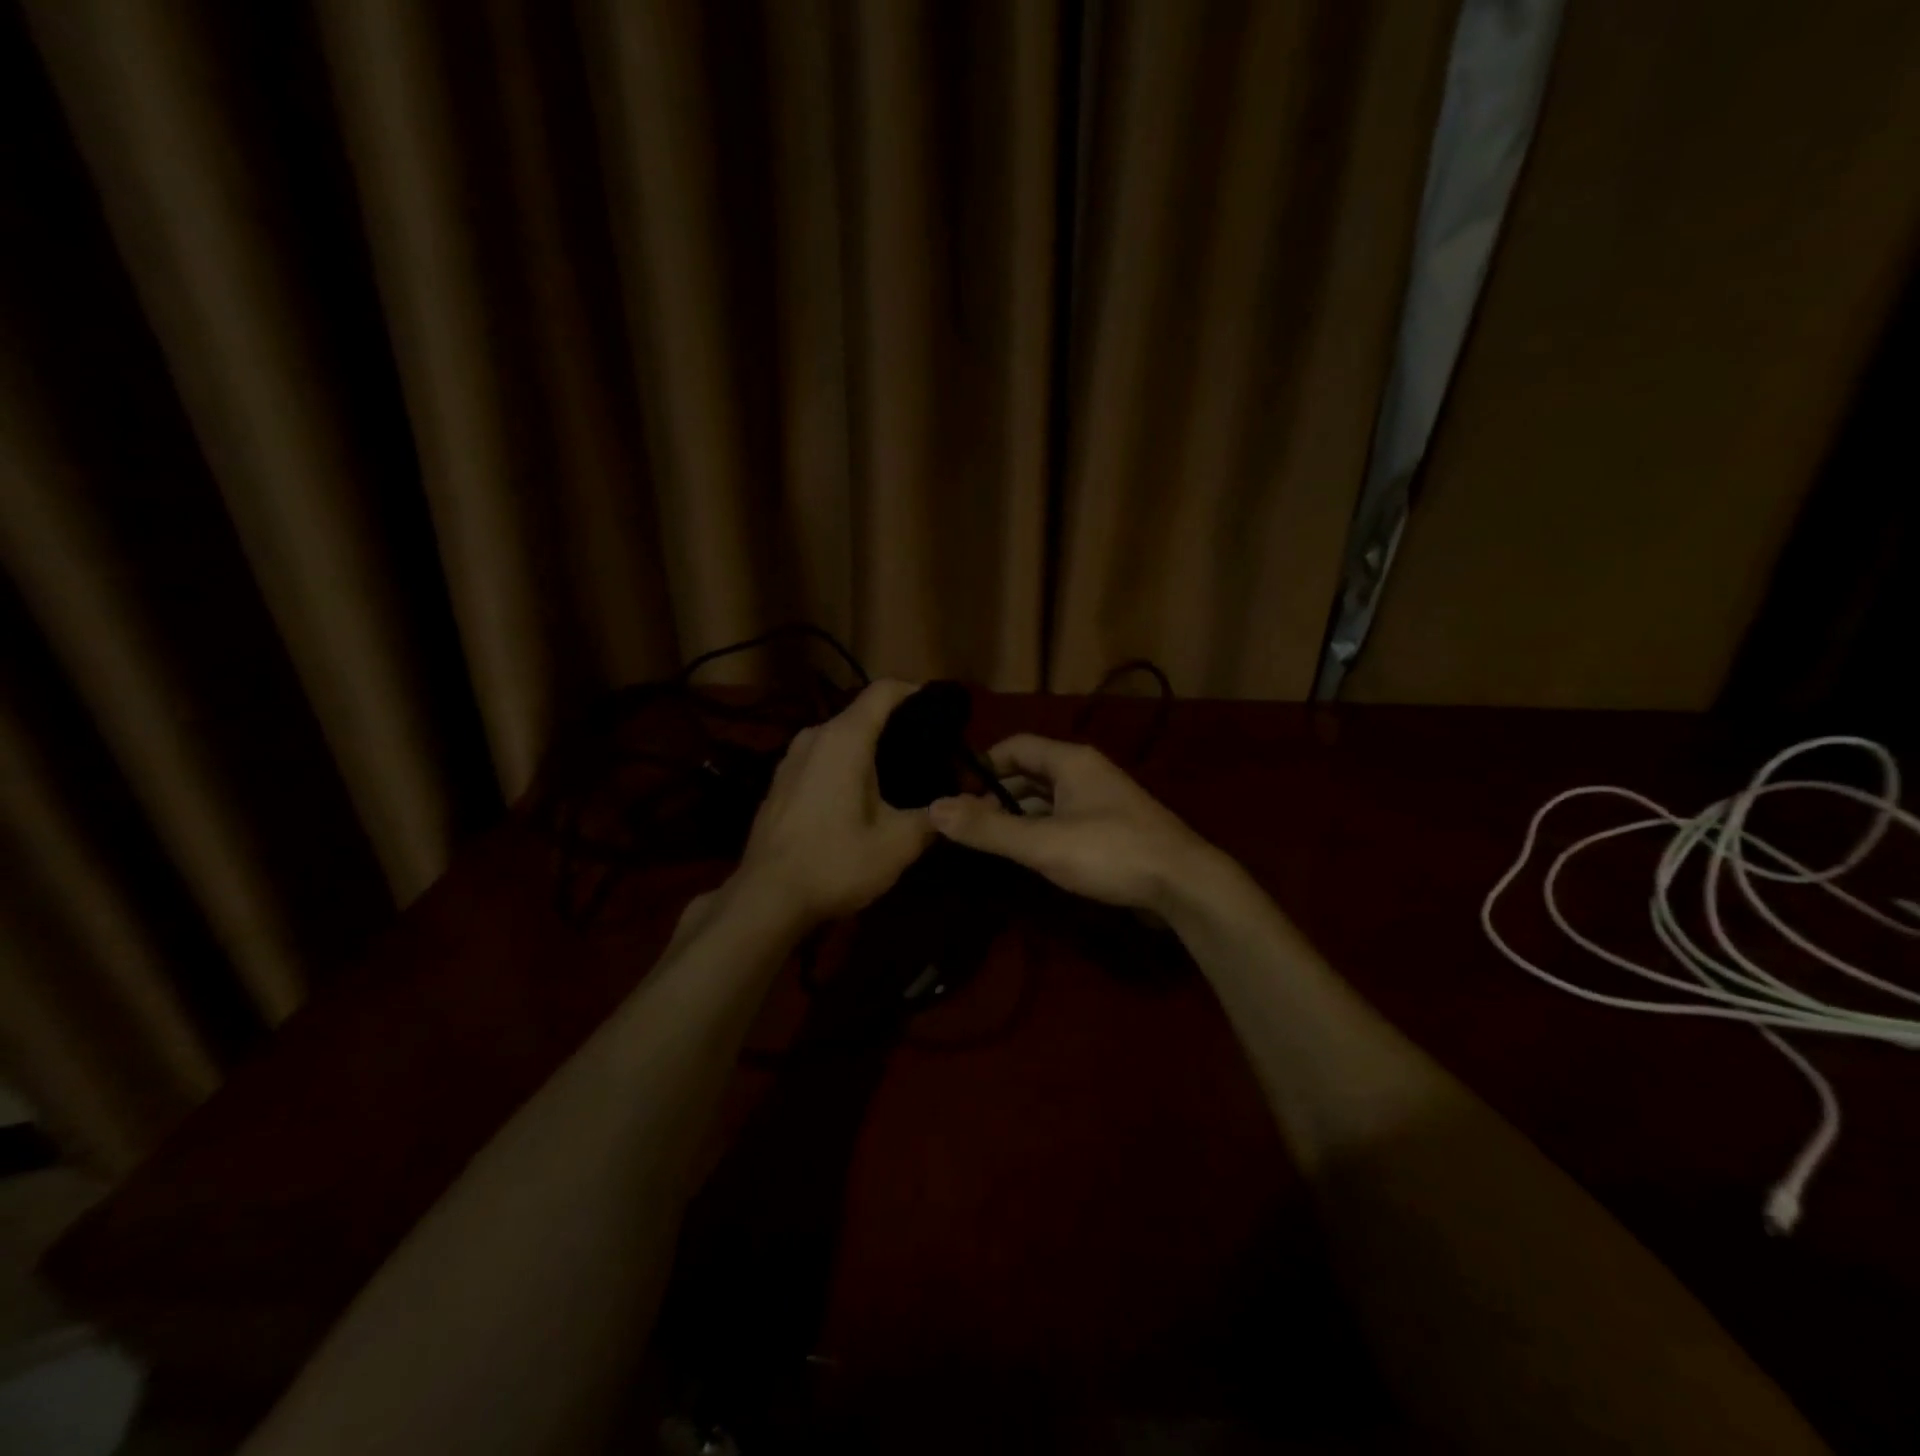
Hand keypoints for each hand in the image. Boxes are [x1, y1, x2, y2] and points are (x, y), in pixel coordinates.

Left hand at [735, 679, 936, 924]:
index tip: (943, 712)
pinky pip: (821, 758)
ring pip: (840, 737)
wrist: (766, 899)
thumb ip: (933, 817)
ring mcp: (790, 758)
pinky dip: (845, 765)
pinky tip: (860, 797)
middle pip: (863, 713)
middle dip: (898, 726)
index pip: (884, 690)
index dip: (917, 692)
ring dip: (870, 749)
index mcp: (844, 738)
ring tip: (899, 776)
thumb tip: (956, 805)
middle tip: (931, 753)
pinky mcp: (779, 782)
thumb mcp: (898, 844)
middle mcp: (814, 736)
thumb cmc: (836, 862)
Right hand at [928, 735, 1225, 915]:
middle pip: (1029, 773)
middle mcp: (1086, 773)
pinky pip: (1063, 821)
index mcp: (1070, 761)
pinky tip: (1026, 855)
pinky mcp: (1111, 830)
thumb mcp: (1042, 842)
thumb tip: (932, 809)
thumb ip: (988, 828)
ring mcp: (1101, 802)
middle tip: (964, 823)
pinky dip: (1040, 831)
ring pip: (1047, 800)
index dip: (982, 765)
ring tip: (986, 841)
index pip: (1015, 746)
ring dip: (1017, 815)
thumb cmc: (1110, 853)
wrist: (1184, 885)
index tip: (953, 792)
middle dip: (995, 794)